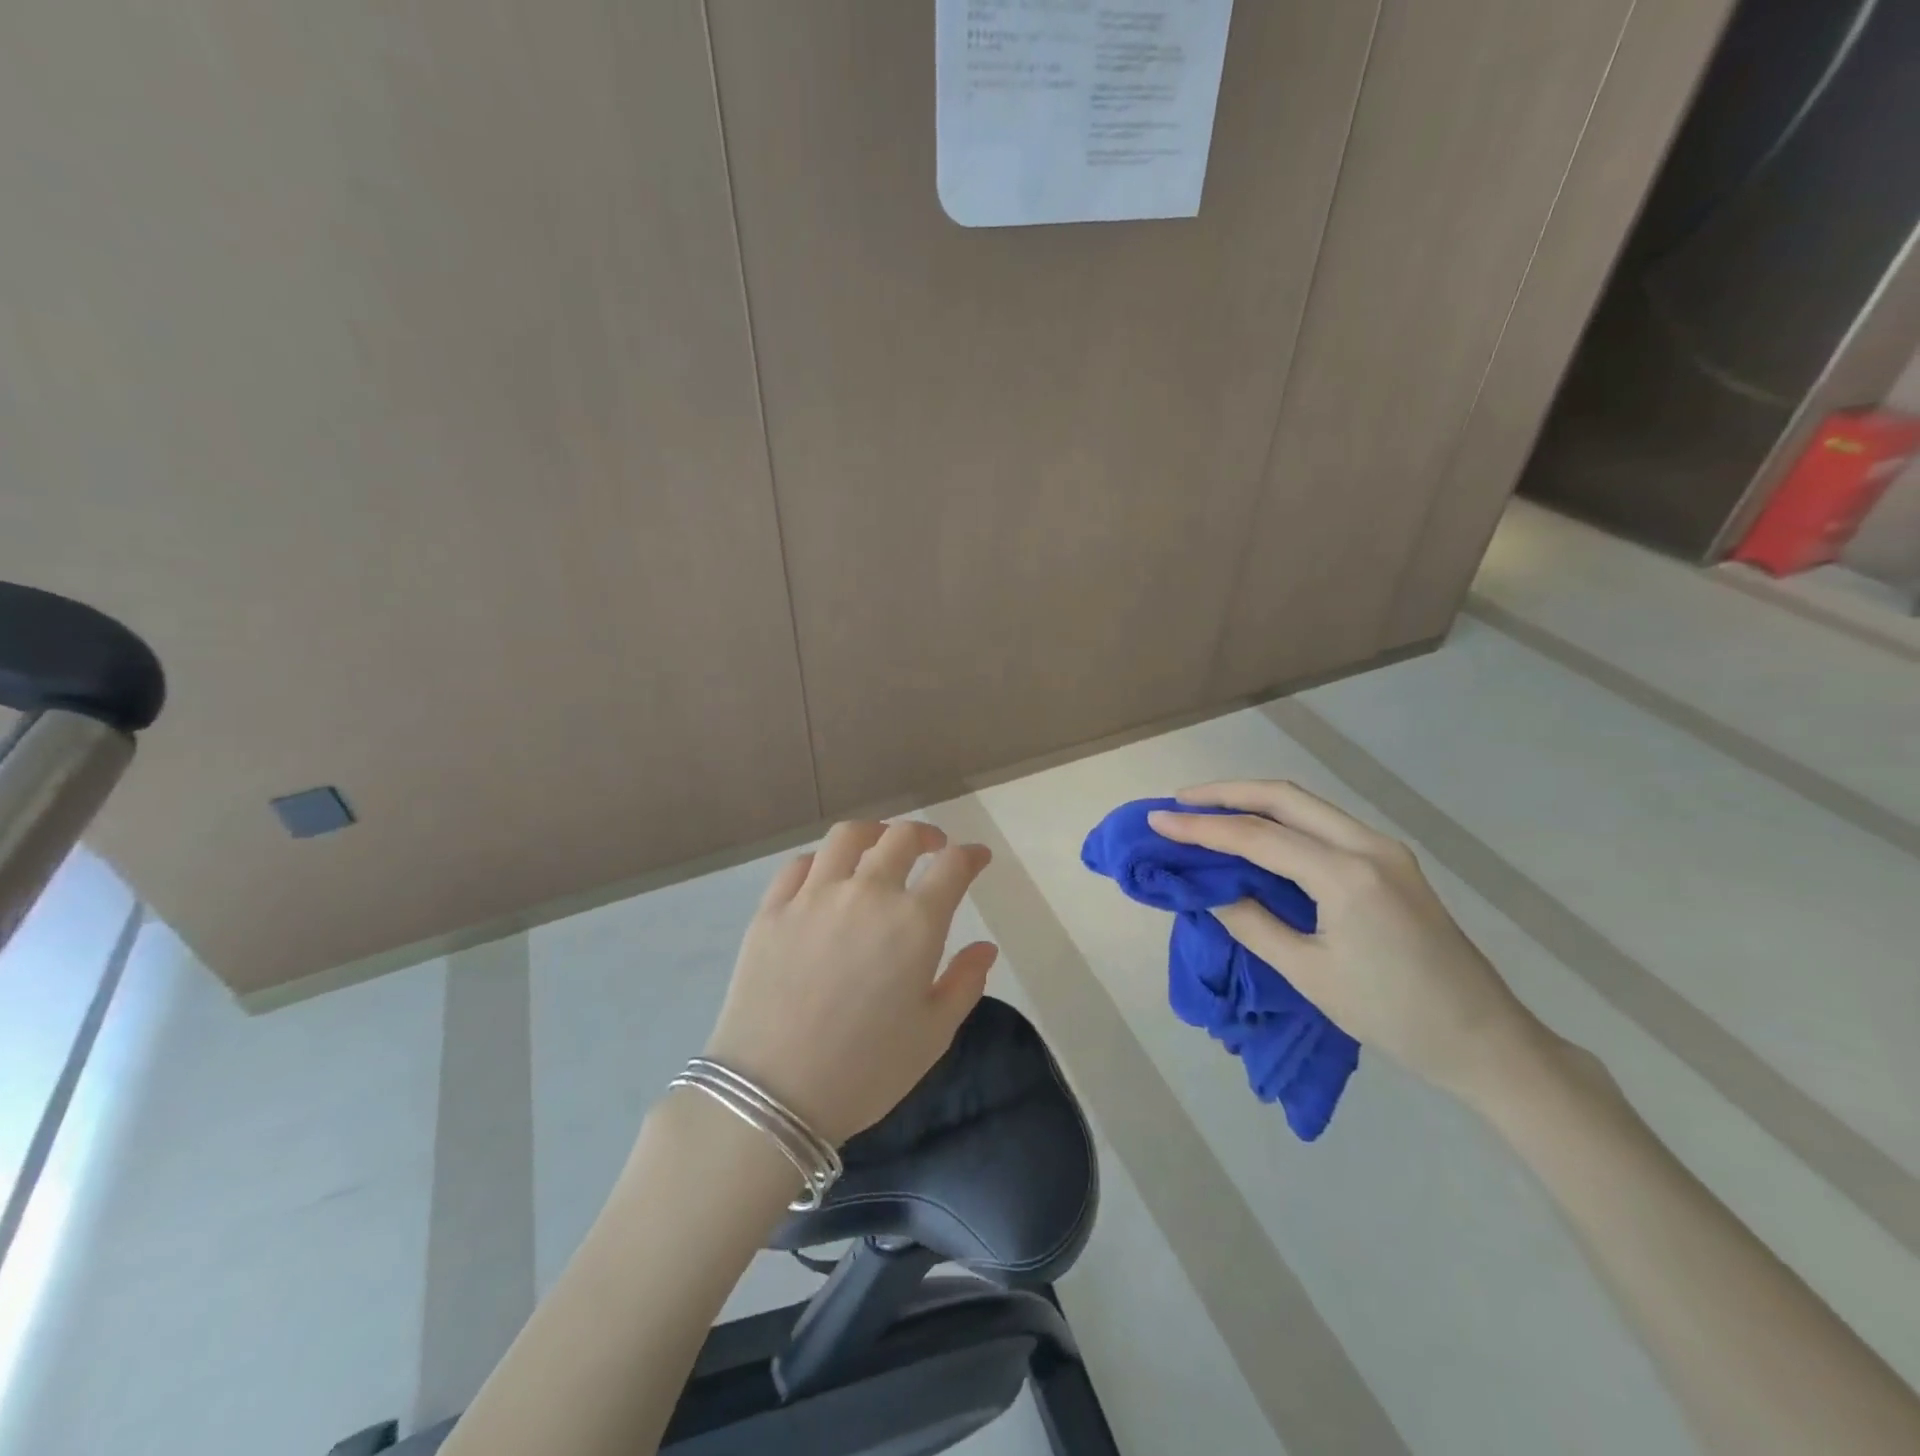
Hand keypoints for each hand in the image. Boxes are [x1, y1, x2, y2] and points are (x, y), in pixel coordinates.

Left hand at [702, 820, 996, 1144]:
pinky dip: (822, 861)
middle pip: (901, 837)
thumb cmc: (865, 1070)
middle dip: (926, 835)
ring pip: (847, 837)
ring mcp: (814, 896)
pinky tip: (827, 875)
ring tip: (880, 845)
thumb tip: (985, 948)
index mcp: (914, 921)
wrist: (772, 1093)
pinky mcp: (772, 909)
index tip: (977, 858)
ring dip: (874, 833)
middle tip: (933, 847)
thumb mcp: (932, 1035)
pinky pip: (800, 865)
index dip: (971, 856)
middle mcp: (866, 893)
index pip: (953, 866)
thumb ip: (964, 983)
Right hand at [1148, 781, 1545, 1105]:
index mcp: (1346, 875)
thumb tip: (1210, 890)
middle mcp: (1368, 845)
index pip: (1257, 837)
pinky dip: (1282, 821)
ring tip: (1207, 812)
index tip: (1157, 822)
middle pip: (1284, 797)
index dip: (1201, 828)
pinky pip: (1324, 825)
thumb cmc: (1395, 1016)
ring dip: (1254, 802)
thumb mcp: (1309, 975)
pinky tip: (1258, 834)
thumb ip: (1252, 923)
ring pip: (1306, 805)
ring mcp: (1385, 850)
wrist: (1487, 1041)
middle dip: (1226, 793)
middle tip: (1179, 803)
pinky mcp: (1391, 863)